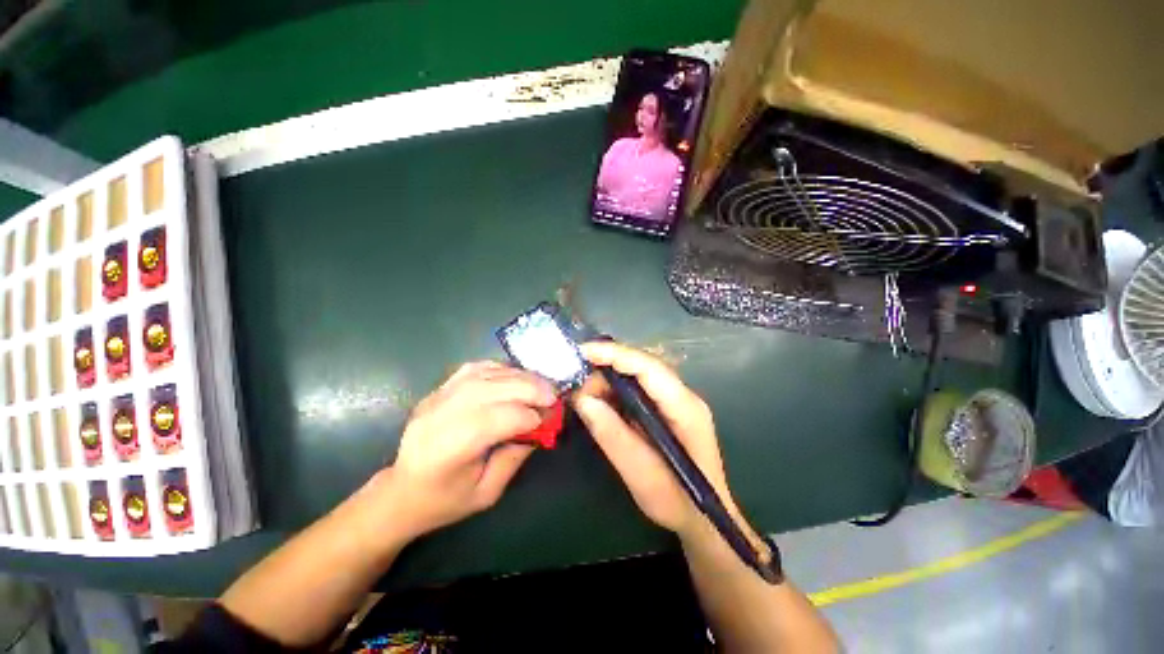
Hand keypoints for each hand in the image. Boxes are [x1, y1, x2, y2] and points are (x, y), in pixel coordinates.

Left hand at [385, 361, 555, 539]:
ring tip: (540, 384)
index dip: (528, 417)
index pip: (496, 419)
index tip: (549, 421)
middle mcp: (440, 416)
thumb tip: (540, 426)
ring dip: (519, 376)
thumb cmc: (445, 500)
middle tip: (553, 395)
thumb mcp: (487, 491)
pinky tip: (515, 376)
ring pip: (485, 374)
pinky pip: (474, 368)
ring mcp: (436, 398)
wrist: (402, 491)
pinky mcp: (438, 389)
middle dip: (529, 389)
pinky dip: (500, 368)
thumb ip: (515, 456)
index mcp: (448, 450)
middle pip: (491, 389)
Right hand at [571, 342, 736, 538]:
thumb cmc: (677, 502)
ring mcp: (675, 400)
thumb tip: (583, 399)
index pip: (649, 368)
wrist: (702, 520)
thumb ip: (612, 435)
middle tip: (576, 382)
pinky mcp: (666, 407)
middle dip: (607, 366)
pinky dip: (614, 390)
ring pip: (638, 374)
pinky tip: (598, 401)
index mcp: (685, 408)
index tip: (582, 352)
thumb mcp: (640, 474)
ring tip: (583, 395)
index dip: (615, 355)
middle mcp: (683, 395)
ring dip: (608, 379)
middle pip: (642, 366)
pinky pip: (637, 388)